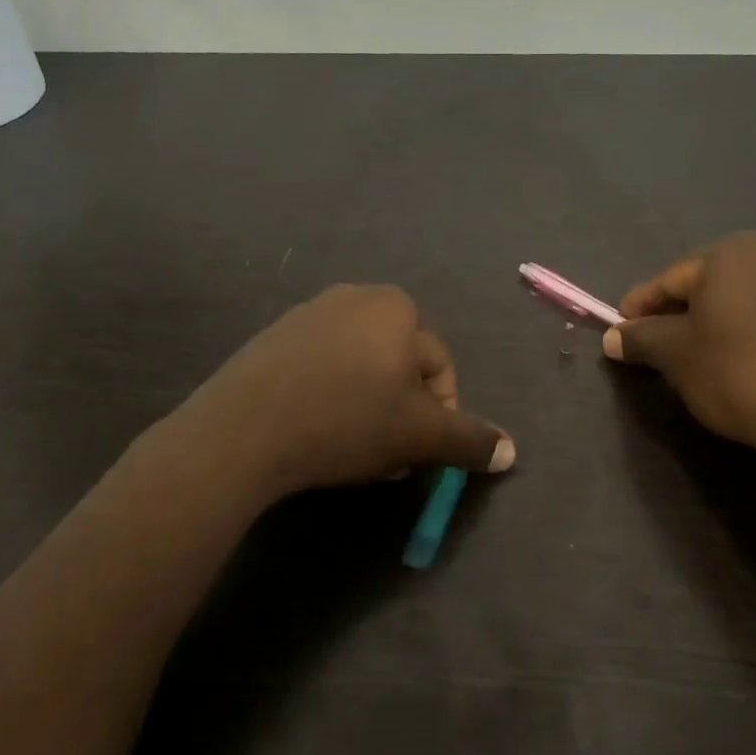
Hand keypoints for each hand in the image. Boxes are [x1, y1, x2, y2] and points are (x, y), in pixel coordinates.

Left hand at [183, 285, 514, 500]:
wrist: (244, 430)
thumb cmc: (347, 421)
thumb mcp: (421, 435)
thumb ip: (470, 439)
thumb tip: (510, 452)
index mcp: (398, 307)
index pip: (441, 369)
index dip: (439, 418)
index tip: (416, 454)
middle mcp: (355, 297)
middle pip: (400, 367)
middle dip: (402, 414)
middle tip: (387, 456)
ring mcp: (308, 314)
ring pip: (361, 370)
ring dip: (369, 409)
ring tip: (351, 449)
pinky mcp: (272, 339)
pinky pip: (321, 369)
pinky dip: (330, 398)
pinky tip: (315, 432)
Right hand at [603, 232, 755, 462]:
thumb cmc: (734, 371)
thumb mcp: (674, 355)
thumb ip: (639, 338)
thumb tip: (612, 338)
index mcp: (727, 254)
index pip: (667, 281)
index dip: (638, 308)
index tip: (619, 332)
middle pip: (704, 284)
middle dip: (675, 312)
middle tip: (653, 344)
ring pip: (736, 297)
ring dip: (710, 320)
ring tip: (691, 352)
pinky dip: (742, 326)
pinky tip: (733, 354)